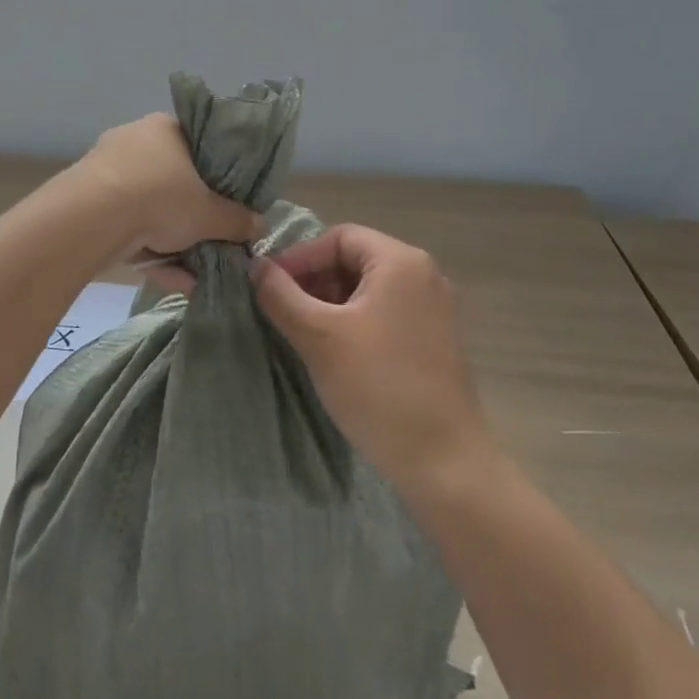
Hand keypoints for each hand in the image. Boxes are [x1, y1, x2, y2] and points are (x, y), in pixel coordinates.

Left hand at [74, 114, 259, 283]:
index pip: (199, 144)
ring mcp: (107, 170)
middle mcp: (135, 140)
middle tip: (212, 239)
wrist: (91, 218)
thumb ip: (237, 220)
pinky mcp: (87, 201)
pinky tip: (173, 281)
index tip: (228, 200)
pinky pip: (128, 225)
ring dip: (173, 240)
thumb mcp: (211, 214)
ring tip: (196, 273)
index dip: (217, 174)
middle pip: (174, 179)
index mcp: (166, 128)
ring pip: (149, 207)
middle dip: (193, 214)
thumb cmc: (160, 197)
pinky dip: (149, 251)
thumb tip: (258, 226)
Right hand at [252, 224, 496, 501]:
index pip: (338, 237)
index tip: (267, 285)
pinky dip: (352, 321)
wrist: (444, 462)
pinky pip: (384, 313)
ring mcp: (432, 309)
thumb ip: (281, 294)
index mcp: (400, 262)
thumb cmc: (378, 387)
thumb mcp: (318, 336)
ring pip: (367, 289)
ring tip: (300, 332)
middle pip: (354, 259)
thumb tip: (255, 266)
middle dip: (312, 280)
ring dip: (329, 303)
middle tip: (280, 310)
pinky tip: (332, 351)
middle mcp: (423, 275)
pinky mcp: (433, 340)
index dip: (298, 257)